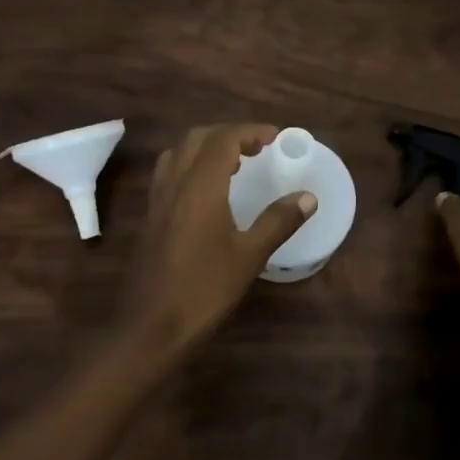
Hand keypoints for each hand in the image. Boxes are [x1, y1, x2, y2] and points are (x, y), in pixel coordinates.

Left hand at [124, 124, 315, 356]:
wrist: (150, 327)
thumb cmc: (204, 290)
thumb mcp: (249, 256)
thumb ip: (278, 221)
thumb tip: (309, 197)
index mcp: (201, 186)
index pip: (224, 139)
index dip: (250, 131)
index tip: (275, 138)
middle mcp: (176, 183)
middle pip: (199, 138)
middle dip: (229, 134)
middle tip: (257, 148)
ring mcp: (158, 199)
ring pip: (179, 152)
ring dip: (207, 146)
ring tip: (234, 163)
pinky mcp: (151, 216)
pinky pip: (169, 172)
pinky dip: (190, 164)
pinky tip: (207, 190)